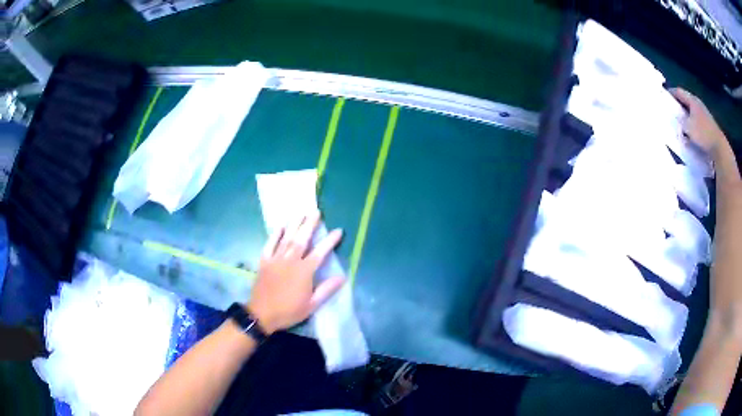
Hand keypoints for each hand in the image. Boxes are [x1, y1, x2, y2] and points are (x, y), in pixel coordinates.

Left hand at [247, 211, 344, 334]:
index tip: (339, 230)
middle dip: (310, 224)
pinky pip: (269, 245)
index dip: (330, 241)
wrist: (262, 314)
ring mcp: (275, 259)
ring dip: (294, 225)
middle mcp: (290, 261)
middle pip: (302, 239)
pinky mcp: (264, 261)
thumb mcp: (312, 305)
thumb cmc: (289, 311)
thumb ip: (326, 289)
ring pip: (287, 238)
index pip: (320, 252)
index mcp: (304, 271)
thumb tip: (342, 277)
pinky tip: (280, 226)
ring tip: (301, 213)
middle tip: (316, 211)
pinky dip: (274, 235)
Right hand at [670, 87, 728, 158]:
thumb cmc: (703, 134)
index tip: (663, 97)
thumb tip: (675, 117)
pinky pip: (696, 119)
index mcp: (692, 100)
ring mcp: (704, 114)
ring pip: (691, 110)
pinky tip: (690, 130)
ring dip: (685, 114)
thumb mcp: (688, 127)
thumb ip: (680, 120)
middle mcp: (698, 104)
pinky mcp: (707, 124)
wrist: (719, 147)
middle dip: (678, 104)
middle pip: (685, 100)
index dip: (670, 93)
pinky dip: (691, 122)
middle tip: (670, 110)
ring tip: (680, 122)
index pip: (678, 91)